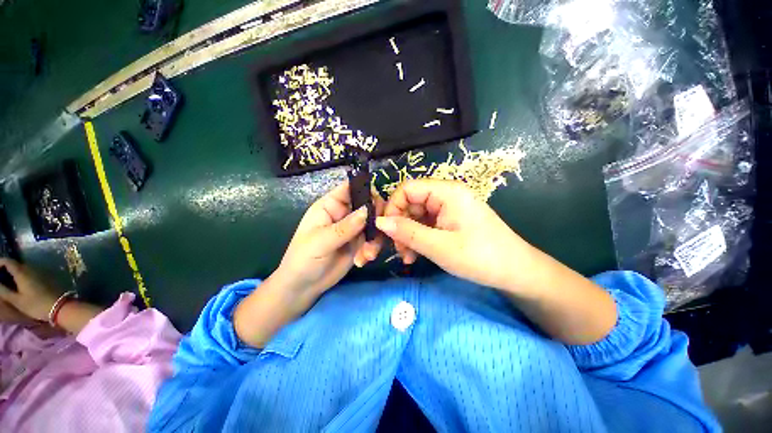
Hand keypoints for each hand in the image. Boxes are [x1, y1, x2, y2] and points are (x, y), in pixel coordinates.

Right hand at [0, 259, 59, 321]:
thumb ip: (4, 290)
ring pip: (23, 268)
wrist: (59, 306)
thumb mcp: (16, 300)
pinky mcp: (45, 276)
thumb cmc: (36, 305)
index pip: (7, 261)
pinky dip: (23, 275)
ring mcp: (39, 271)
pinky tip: (20, 284)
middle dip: (6, 268)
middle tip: (0, 278)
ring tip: (7, 281)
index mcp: (22, 272)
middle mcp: (30, 268)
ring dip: (14, 272)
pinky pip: (30, 272)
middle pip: (15, 264)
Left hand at [273, 181, 383, 299]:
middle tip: (379, 232)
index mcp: (331, 206)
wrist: (304, 287)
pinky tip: (363, 261)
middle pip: (368, 205)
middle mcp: (345, 214)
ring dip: (375, 239)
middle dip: (376, 218)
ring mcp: (354, 229)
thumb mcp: (321, 242)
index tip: (379, 202)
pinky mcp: (360, 243)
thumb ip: (344, 227)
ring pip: (374, 224)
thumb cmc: (303, 259)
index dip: (365, 189)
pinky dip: (372, 249)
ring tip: (367, 255)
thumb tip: (367, 210)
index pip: (350, 189)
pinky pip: (374, 239)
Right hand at [375, 179, 528, 289]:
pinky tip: (415, 256)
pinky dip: (417, 239)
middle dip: (400, 226)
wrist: (517, 272)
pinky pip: (426, 225)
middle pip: (411, 203)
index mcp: (447, 192)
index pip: (407, 189)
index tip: (387, 231)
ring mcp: (448, 209)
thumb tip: (379, 222)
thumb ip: (408, 232)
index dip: (393, 207)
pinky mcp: (450, 221)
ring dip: (407, 235)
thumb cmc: (481, 257)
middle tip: (398, 250)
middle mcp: (446, 195)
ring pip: (416, 216)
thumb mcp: (439, 247)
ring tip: (407, 257)